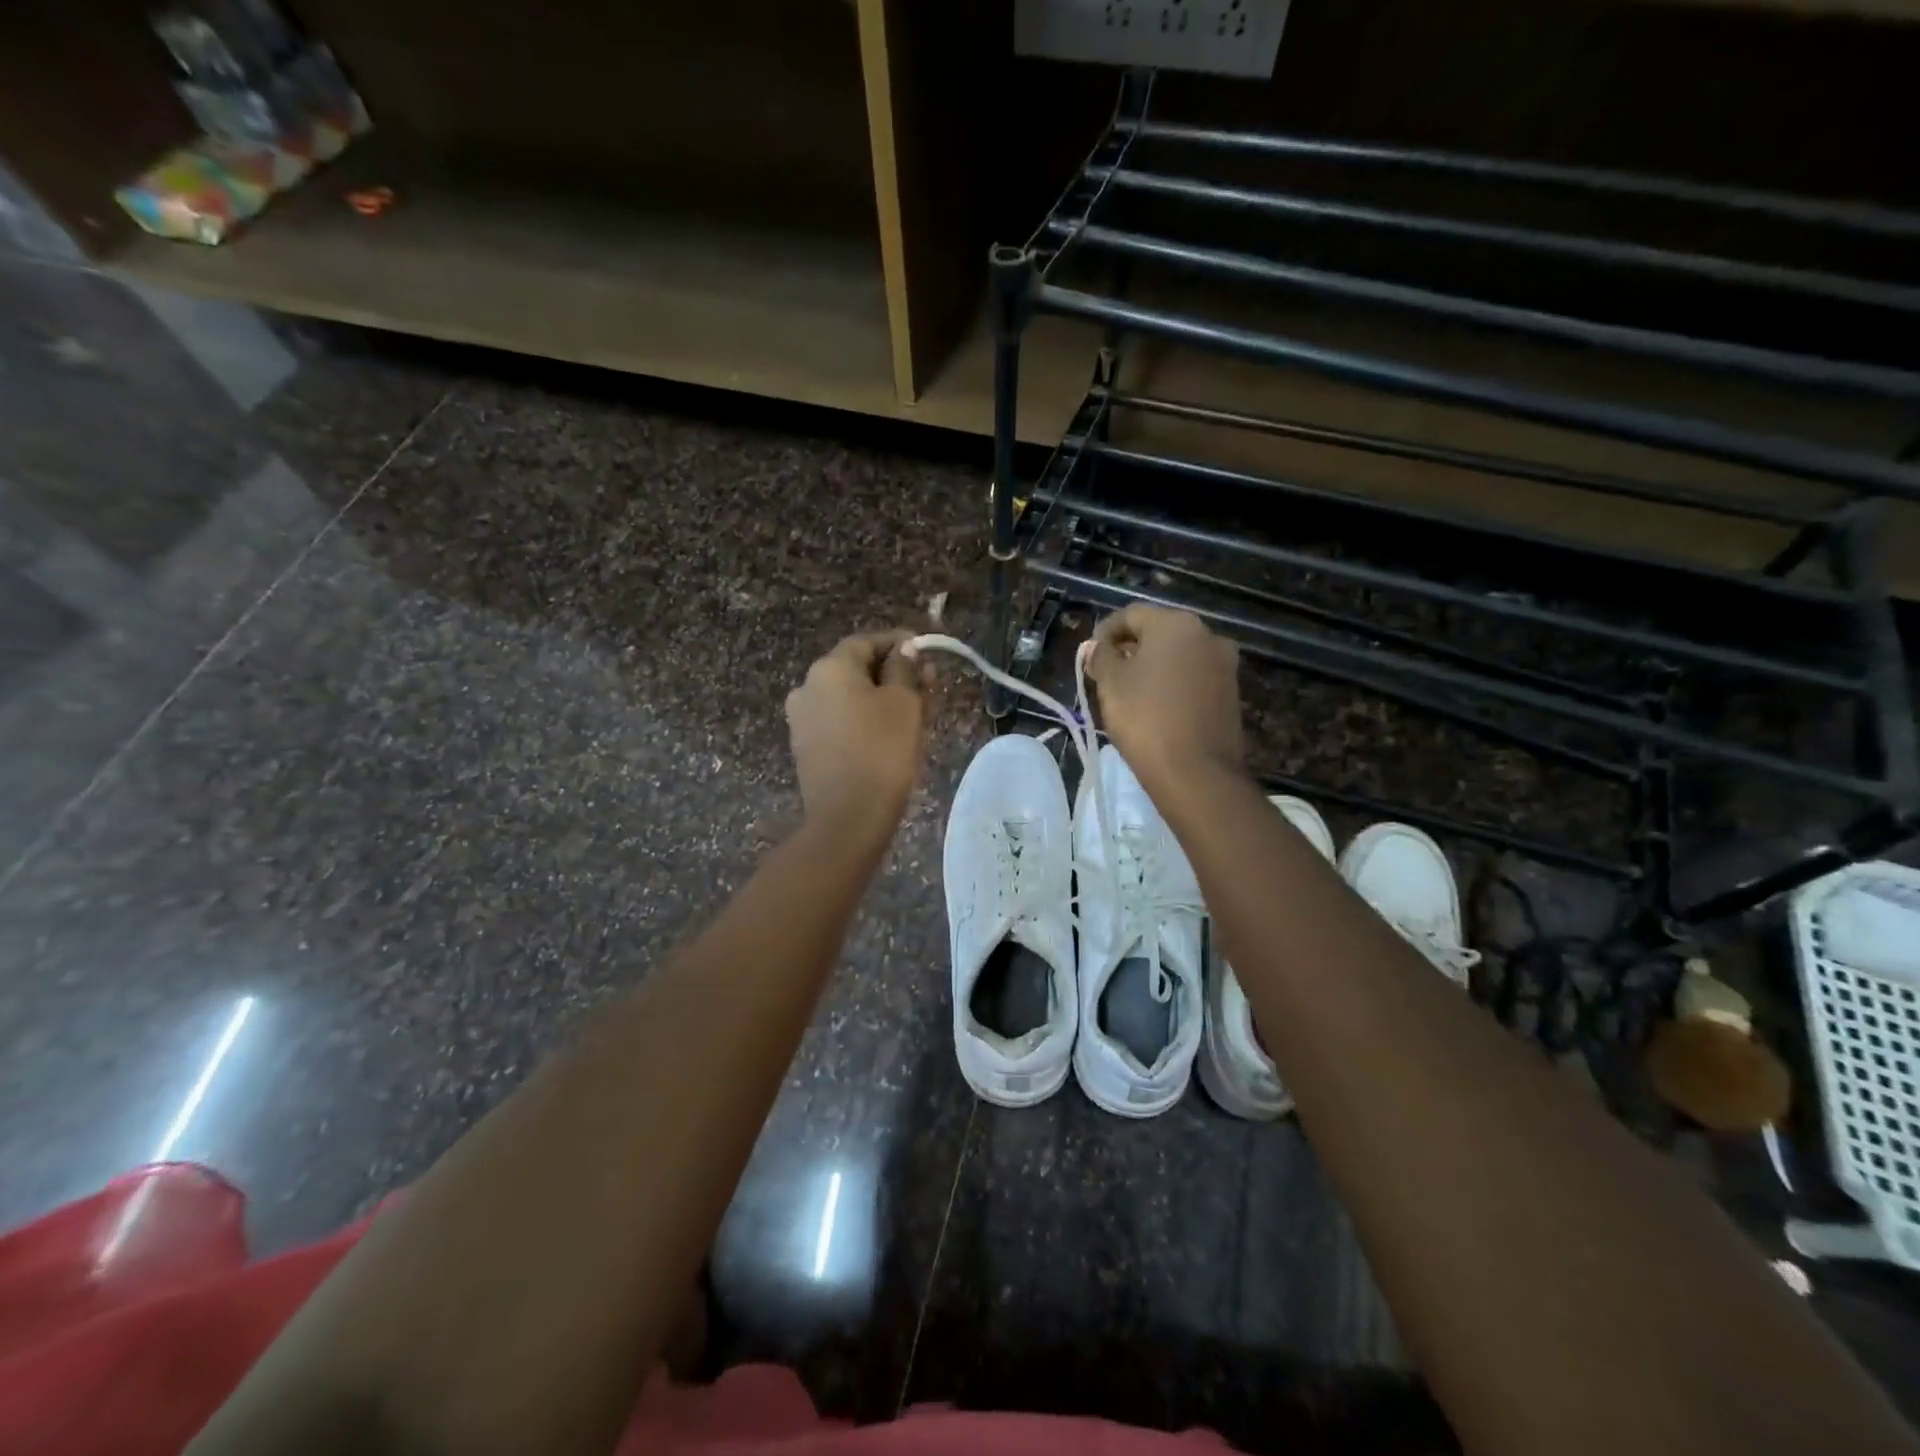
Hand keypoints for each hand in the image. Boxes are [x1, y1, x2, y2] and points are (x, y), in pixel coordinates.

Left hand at [785, 630, 928, 843]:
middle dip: (894, 673)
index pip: (867, 642)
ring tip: (918, 711)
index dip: (899, 643)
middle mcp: (808, 687)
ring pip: (850, 697)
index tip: (926, 651)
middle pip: (857, 669)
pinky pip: (841, 721)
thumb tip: (904, 650)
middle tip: (929, 685)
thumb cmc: (882, 750)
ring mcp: (803, 720)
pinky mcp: (807, 748)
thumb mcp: (903, 702)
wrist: (848, 817)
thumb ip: (905, 668)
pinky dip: (865, 719)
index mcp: (829, 668)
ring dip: (882, 698)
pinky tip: (891, 733)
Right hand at [1087, 605, 1243, 791]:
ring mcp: (1224, 664)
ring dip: (1153, 666)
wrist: (1196, 772)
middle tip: (1106, 673)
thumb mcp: (1111, 683)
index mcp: (1175, 624)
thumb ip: (1101, 655)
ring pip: (1178, 655)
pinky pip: (1194, 677)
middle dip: (1131, 648)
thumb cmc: (1145, 718)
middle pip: (1158, 632)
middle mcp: (1207, 634)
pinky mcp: (1230, 692)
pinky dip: (1173, 683)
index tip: (1090, 655)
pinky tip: (1156, 705)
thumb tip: (1098, 646)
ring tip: (1129, 691)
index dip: (1105, 632)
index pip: (1131, 615)